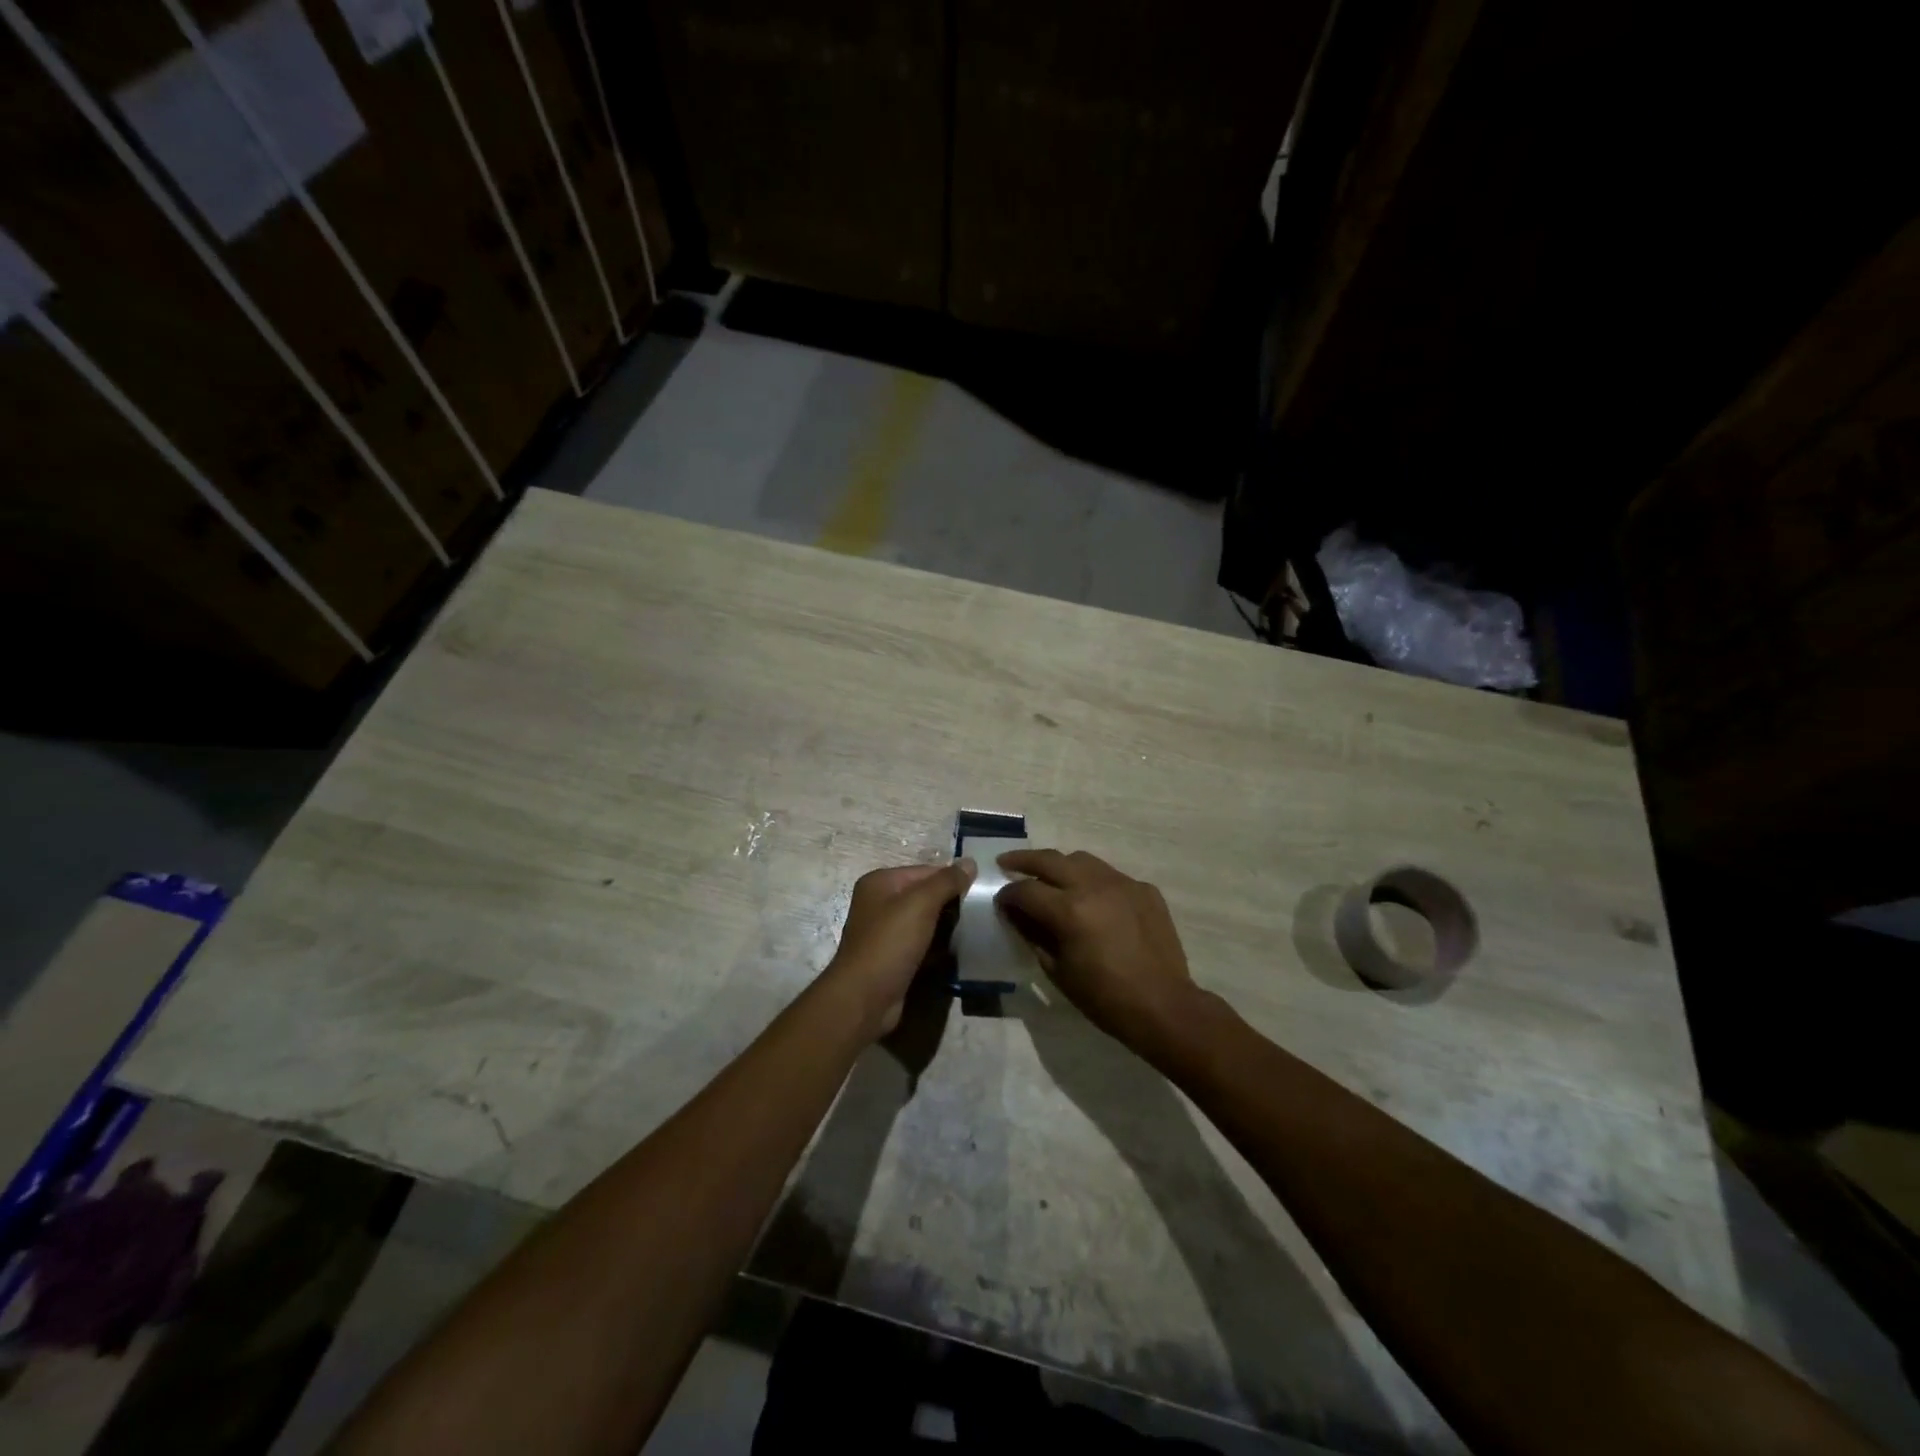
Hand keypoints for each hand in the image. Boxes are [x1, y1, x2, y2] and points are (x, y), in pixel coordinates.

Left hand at [825, 860, 974, 1037]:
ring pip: (926, 922)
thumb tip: (970, 861)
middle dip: (952, 903)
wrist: (864, 998)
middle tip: (982, 912)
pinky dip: (939, 947)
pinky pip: (923, 944)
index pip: (926, 871)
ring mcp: (886, 932)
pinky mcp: (894, 958)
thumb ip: (946, 881)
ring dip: (948, 926)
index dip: (953, 879)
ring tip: (976, 930)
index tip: (981, 892)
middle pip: (925, 895)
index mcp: (881, 882)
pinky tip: (960, 951)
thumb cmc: (890, 943)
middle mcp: (880, 903)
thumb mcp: (920, 904)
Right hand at [996, 849, 1198, 1059]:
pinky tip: (1091, 898)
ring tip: (1049, 876)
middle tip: (1006, 863)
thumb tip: (1015, 914)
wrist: (1163, 1006)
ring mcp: (1123, 883)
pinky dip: (1093, 881)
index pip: (1026, 890)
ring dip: (1060, 865)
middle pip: (1049, 860)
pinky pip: (1110, 875)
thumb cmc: (1104, 997)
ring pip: (1082, 860)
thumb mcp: (1057, 970)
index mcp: (1069, 909)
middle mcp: (1094, 886)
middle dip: (1023, 861)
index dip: (1008, 895)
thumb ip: (1033, 935)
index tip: (1000, 901)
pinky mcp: (1144, 889)